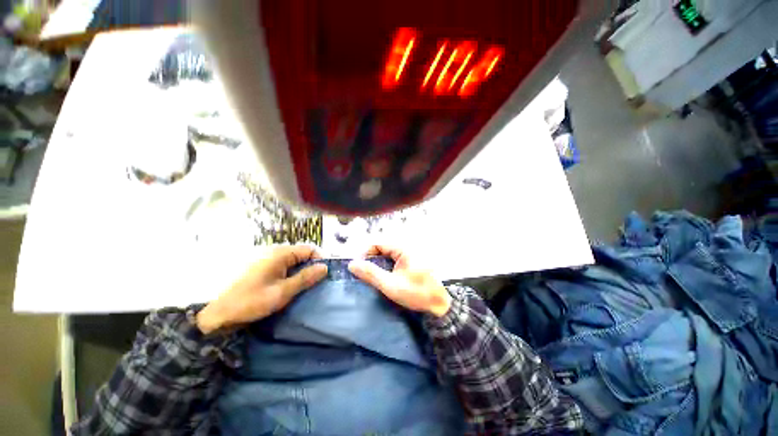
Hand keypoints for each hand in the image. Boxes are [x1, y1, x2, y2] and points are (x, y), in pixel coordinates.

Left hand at [196, 245, 327, 333]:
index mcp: (280, 254)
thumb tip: (325, 267)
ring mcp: (269, 259)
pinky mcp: (264, 268)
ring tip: (307, 285)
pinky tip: (293, 286)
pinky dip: (293, 274)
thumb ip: (305, 278)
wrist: (220, 314)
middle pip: (302, 254)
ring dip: (303, 271)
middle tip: (318, 282)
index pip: (309, 249)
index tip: (326, 274)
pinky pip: (285, 266)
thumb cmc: (252, 301)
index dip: (320, 259)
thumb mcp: (283, 292)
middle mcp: (275, 252)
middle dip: (312, 266)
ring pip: (294, 261)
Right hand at [348, 245, 450, 316]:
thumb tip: (352, 264)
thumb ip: (371, 274)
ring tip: (373, 278)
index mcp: (403, 248)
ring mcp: (412, 255)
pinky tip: (386, 278)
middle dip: (371, 260)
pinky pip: (396, 260)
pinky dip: (388, 267)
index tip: (357, 267)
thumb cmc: (417, 293)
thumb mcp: (391, 285)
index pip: (378, 243)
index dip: (365, 253)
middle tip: (364, 274)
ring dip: (379, 264)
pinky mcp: (414, 262)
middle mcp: (408, 247)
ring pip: (389, 255)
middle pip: (383, 249)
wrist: (441, 304)